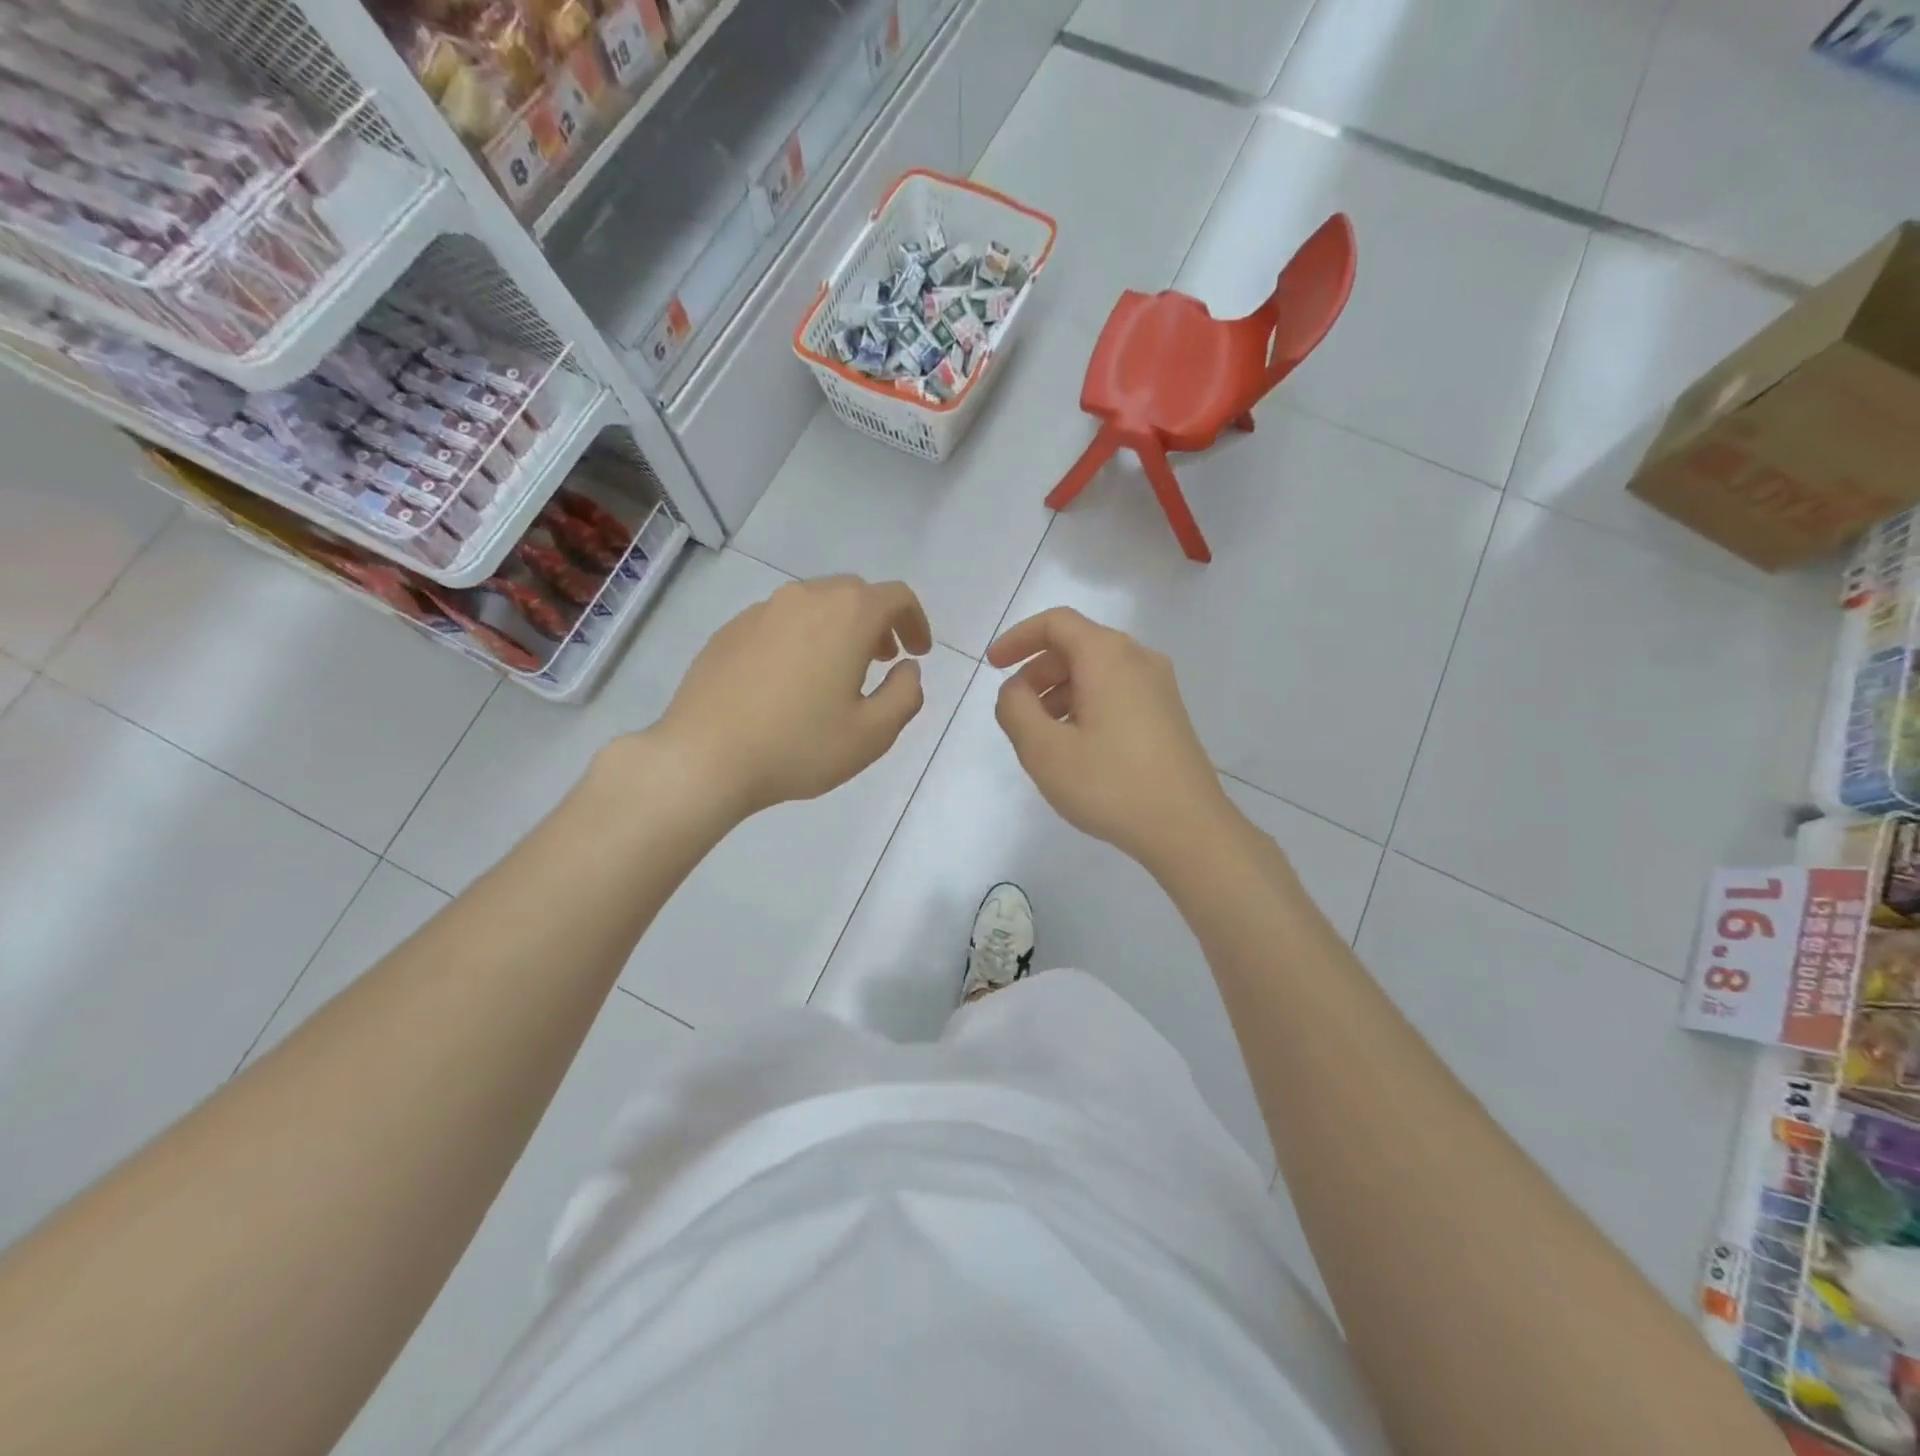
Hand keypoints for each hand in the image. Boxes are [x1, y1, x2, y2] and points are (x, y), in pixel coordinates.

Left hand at [646, 575, 932, 819]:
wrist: (704, 757)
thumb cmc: (799, 746)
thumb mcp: (873, 733)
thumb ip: (906, 694)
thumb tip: (907, 669)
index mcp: (847, 615)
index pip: (896, 596)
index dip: (916, 621)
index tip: (918, 653)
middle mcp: (805, 598)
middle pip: (854, 594)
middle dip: (877, 623)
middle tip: (883, 661)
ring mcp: (761, 610)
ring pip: (814, 605)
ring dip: (838, 629)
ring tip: (837, 672)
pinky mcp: (730, 630)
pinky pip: (780, 622)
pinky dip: (801, 638)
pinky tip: (791, 681)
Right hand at [988, 607, 1233, 869]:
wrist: (1188, 829)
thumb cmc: (1110, 784)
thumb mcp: (1044, 750)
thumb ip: (1015, 709)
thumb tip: (1016, 691)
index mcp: (1108, 656)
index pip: (1055, 623)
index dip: (1018, 638)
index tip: (992, 666)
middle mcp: (1138, 659)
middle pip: (1076, 645)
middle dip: (1037, 671)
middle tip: (1015, 711)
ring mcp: (1159, 687)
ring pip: (1096, 671)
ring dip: (1059, 692)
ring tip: (1042, 737)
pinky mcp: (1167, 714)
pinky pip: (1115, 692)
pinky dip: (1085, 705)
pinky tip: (1075, 747)